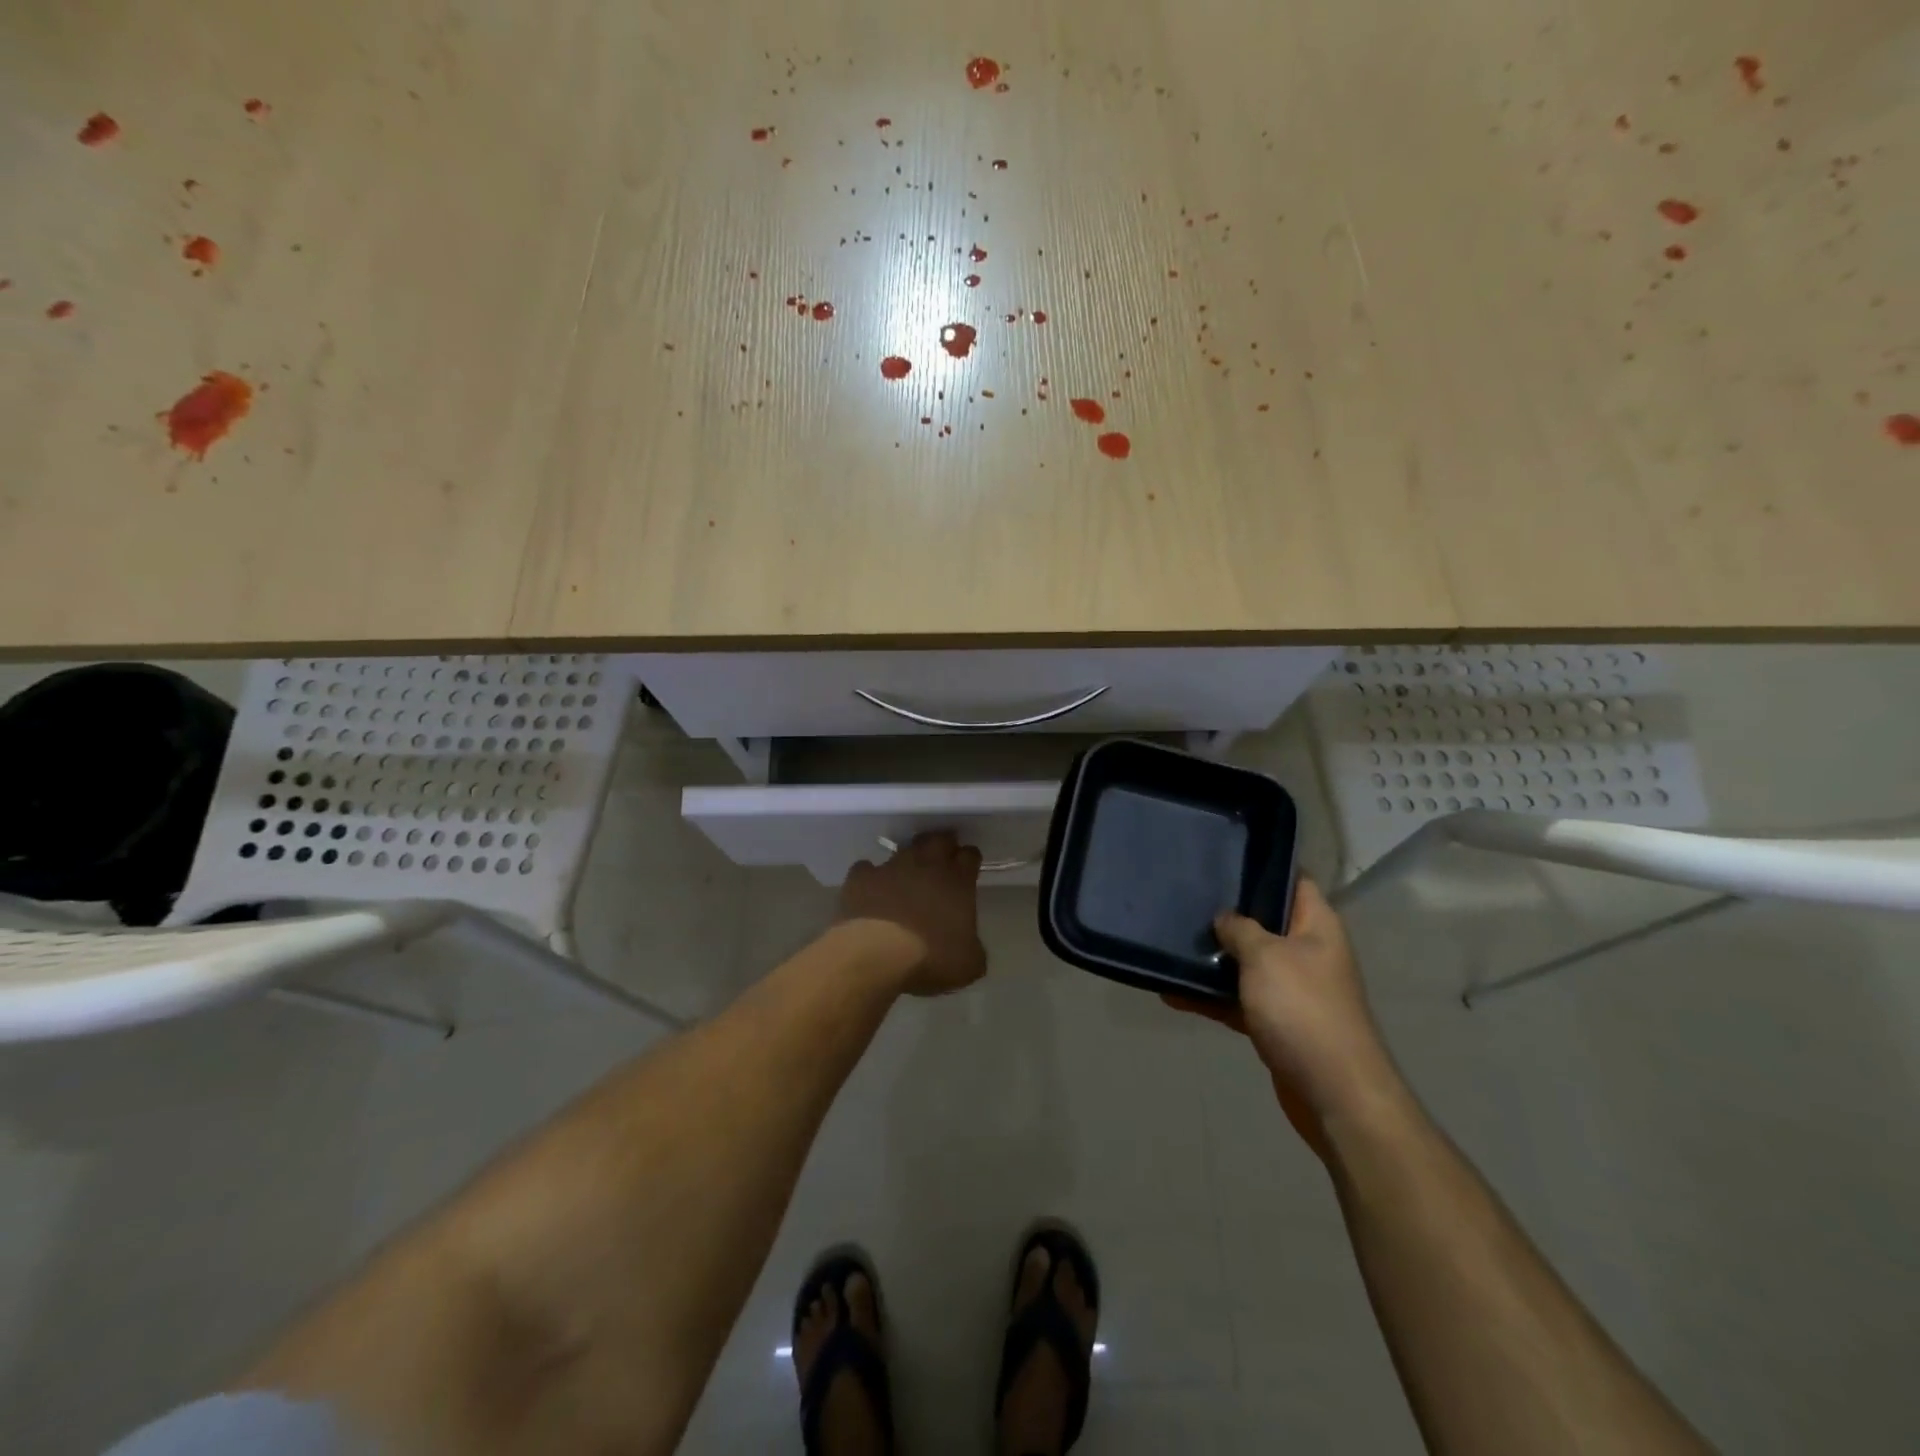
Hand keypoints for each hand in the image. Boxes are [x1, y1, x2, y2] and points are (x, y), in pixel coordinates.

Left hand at [837, 831, 987, 996]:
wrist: (875, 957)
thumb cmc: (930, 959)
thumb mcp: (969, 964)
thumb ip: (972, 945)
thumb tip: (968, 944)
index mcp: (957, 881)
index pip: (970, 855)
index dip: (970, 859)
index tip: (968, 868)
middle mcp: (926, 865)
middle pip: (938, 840)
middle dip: (942, 846)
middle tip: (941, 859)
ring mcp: (890, 868)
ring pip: (903, 851)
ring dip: (907, 861)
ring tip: (905, 879)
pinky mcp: (860, 878)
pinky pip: (866, 869)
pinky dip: (870, 877)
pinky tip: (869, 892)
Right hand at [1166, 880, 1400, 1155]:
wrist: (1334, 1092)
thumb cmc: (1302, 1009)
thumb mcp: (1266, 956)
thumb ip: (1240, 929)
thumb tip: (1224, 918)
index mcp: (1317, 926)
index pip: (1295, 881)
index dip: (1265, 867)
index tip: (1223, 858)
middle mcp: (1307, 953)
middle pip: (1265, 923)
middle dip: (1228, 914)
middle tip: (1186, 899)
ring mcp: (1292, 989)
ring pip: (1246, 963)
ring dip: (1214, 959)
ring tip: (1171, 944)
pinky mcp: (1276, 1022)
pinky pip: (1237, 1000)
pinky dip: (1210, 997)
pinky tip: (1172, 993)